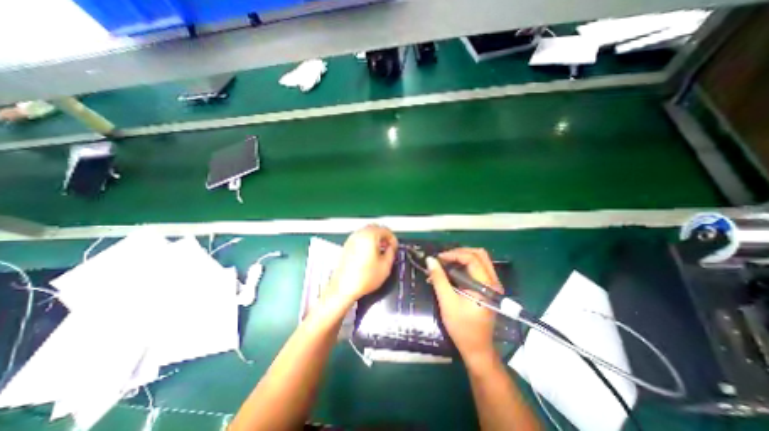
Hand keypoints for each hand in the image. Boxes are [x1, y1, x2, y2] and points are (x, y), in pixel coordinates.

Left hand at [324, 226, 395, 305]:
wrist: (344, 287)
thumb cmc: (365, 277)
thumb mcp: (386, 265)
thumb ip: (391, 252)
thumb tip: (391, 247)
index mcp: (370, 235)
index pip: (386, 230)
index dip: (393, 239)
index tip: (395, 248)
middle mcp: (359, 234)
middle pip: (375, 227)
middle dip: (384, 236)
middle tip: (388, 247)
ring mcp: (351, 239)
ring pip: (367, 232)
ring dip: (375, 238)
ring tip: (379, 251)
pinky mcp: (346, 245)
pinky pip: (360, 237)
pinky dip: (367, 241)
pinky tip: (369, 253)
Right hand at [424, 248, 502, 367]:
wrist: (476, 349)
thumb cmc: (462, 327)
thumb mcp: (447, 301)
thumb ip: (439, 278)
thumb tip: (430, 260)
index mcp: (486, 285)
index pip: (472, 258)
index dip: (453, 254)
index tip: (438, 258)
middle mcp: (493, 281)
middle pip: (479, 254)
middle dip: (459, 253)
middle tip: (443, 259)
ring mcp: (492, 284)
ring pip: (479, 260)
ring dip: (461, 258)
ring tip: (445, 264)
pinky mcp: (487, 288)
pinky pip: (477, 268)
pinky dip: (464, 265)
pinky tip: (451, 272)